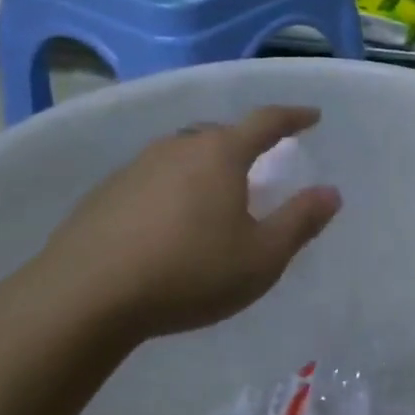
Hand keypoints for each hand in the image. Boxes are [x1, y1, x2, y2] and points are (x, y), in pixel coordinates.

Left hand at [24, 106, 340, 345]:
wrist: (83, 298)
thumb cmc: (189, 272)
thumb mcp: (262, 256)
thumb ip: (300, 221)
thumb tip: (331, 193)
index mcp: (221, 154)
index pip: (266, 121)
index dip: (293, 117)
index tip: (312, 116)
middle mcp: (178, 147)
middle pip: (221, 133)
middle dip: (247, 142)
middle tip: (262, 161)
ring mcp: (136, 167)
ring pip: (184, 153)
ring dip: (207, 165)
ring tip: (216, 193)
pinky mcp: (105, 193)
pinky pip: (154, 178)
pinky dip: (173, 188)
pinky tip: (170, 222)